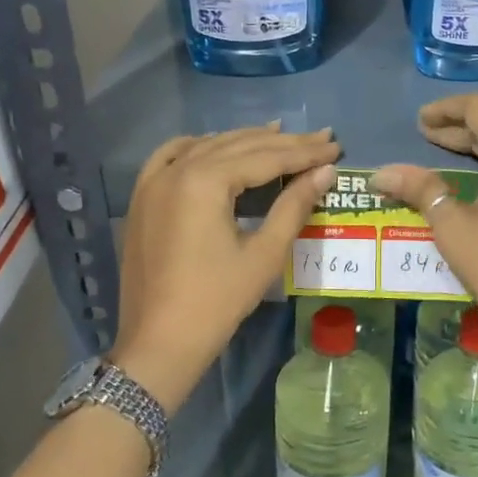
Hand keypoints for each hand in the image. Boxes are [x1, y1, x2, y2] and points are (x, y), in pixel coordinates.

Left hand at [112, 125, 339, 409]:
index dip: (304, 152)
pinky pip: (170, 158)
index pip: (265, 157)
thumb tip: (325, 171)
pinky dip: (197, 148)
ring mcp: (153, 183)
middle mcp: (176, 170)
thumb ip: (294, 205)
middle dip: (281, 143)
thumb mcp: (264, 254)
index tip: (335, 146)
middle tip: (320, 138)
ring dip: (243, 141)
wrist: (159, 342)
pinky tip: (215, 146)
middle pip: (237, 146)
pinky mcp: (142, 199)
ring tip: (278, 134)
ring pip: (206, 147)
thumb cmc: (217, 302)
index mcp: (205, 181)